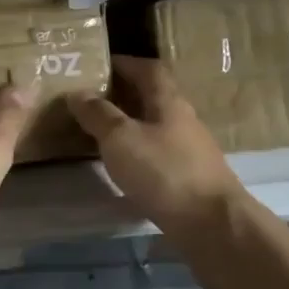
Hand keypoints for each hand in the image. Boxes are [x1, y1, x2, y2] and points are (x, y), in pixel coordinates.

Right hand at [69, 57, 245, 233]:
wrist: (212, 224)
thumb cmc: (164, 172)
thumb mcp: (121, 139)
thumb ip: (98, 114)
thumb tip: (77, 92)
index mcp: (169, 101)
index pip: (148, 69)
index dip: (125, 63)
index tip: (100, 65)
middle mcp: (183, 119)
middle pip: (153, 97)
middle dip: (125, 94)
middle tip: (93, 98)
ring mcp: (190, 150)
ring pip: (156, 126)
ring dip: (131, 124)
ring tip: (101, 132)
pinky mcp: (191, 178)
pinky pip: (160, 153)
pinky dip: (139, 151)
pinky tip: (124, 165)